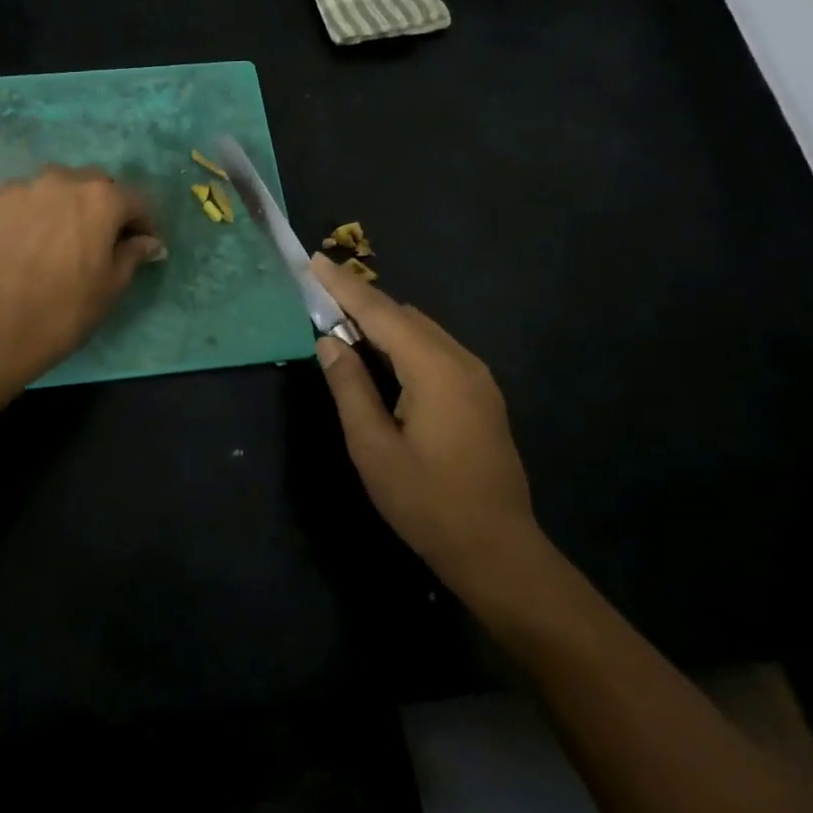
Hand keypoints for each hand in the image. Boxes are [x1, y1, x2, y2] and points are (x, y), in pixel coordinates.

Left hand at [0, 166, 164, 383]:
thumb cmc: (64, 310)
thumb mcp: (111, 287)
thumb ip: (132, 254)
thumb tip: (148, 242)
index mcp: (102, 198)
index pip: (135, 201)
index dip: (143, 224)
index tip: (144, 244)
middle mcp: (63, 179)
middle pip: (94, 184)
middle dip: (103, 206)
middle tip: (100, 237)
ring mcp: (23, 186)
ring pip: (55, 186)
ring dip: (64, 203)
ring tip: (58, 234)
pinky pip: (20, 197)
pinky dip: (30, 210)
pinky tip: (24, 236)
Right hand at [310, 255, 545, 600]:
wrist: (498, 551)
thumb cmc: (427, 502)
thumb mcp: (373, 448)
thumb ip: (350, 387)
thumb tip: (329, 341)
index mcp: (435, 369)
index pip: (380, 313)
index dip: (343, 287)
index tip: (314, 260)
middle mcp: (462, 361)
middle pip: (404, 316)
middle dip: (361, 301)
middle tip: (320, 294)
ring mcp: (478, 377)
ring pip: (422, 330)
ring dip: (383, 322)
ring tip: (342, 322)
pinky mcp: (482, 394)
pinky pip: (436, 349)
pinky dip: (403, 342)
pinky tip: (382, 356)